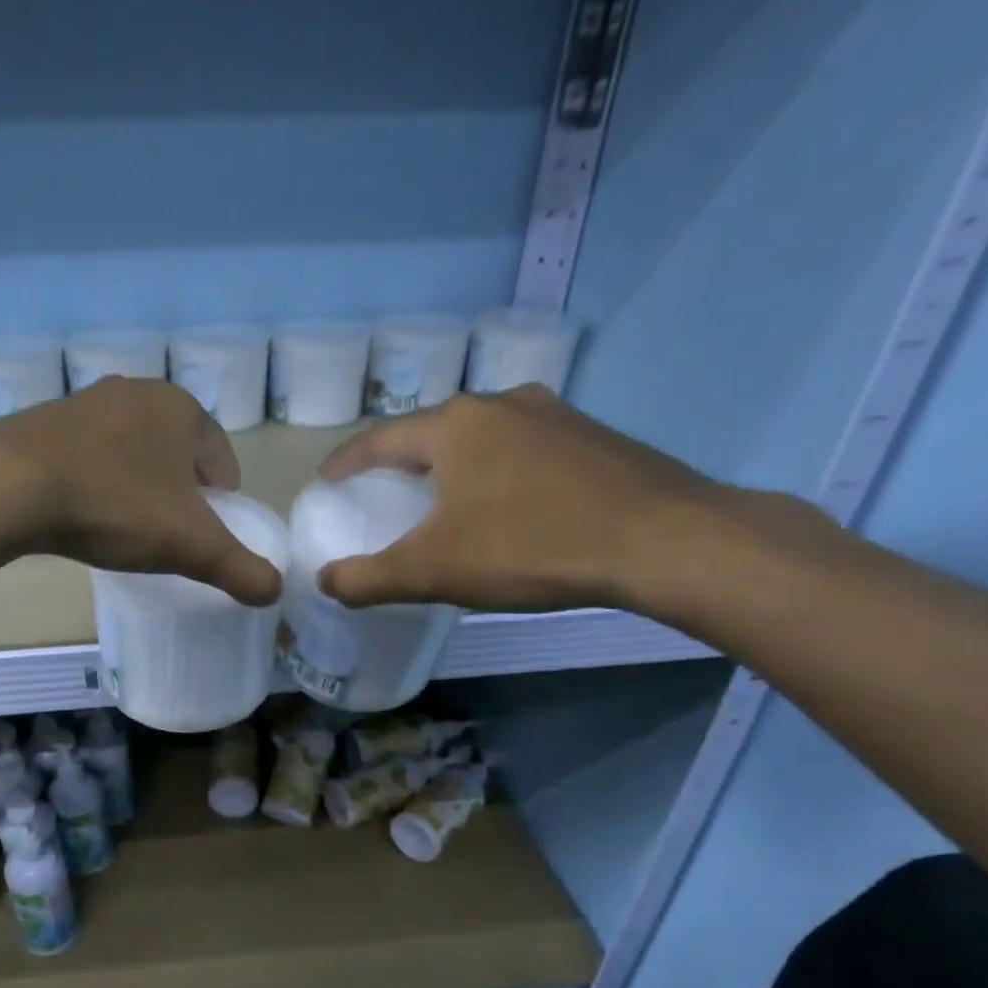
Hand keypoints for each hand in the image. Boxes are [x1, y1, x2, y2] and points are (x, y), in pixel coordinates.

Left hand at [0, 377, 282, 604]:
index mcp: (181, 409)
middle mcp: (136, 391)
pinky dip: (96, 479)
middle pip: (175, 451)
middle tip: (169, 533)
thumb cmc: (116, 506)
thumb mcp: (190, 545)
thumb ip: (239, 568)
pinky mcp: (43, 421)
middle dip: (179, 490)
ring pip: (130, 450)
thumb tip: (274, 591)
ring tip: (126, 525)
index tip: (210, 532)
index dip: (222, 499)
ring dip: (137, 483)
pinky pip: (87, 454)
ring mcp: (85, 402)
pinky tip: (83, 510)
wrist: (13, 488)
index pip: (220, 457)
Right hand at [316, 385, 726, 613]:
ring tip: (443, 494)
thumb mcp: (433, 571)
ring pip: (483, 436)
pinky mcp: (594, 437)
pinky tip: (508, 501)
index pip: (381, 438)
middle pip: (432, 431)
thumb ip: (369, 579)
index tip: (326, 481)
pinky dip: (498, 470)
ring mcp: (555, 415)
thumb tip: (324, 582)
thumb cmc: (529, 546)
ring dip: (453, 463)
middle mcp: (502, 404)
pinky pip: (524, 448)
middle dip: (401, 459)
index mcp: (455, 426)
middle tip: (383, 490)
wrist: (662, 540)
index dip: (347, 462)